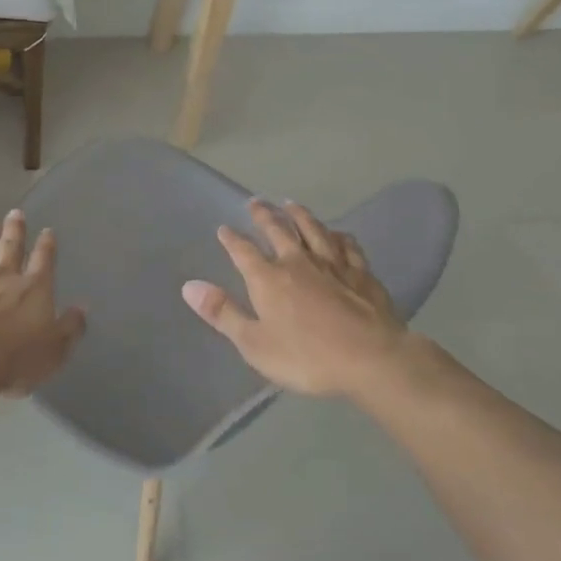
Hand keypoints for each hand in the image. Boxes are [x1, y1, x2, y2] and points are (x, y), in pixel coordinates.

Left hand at [0, 210, 85, 395]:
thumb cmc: (14, 359)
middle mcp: (2, 277)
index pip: (43, 261)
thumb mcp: (54, 350)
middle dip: (15, 230)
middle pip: (10, 248)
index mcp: (32, 289)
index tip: (47, 231)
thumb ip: (70, 327)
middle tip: (16, 212)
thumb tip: (82, 307)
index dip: (47, 246)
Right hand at [183, 199, 406, 399]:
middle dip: (264, 215)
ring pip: (313, 230)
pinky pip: (347, 246)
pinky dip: (339, 236)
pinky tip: (337, 233)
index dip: (231, 239)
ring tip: (290, 204)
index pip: (243, 251)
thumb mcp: (255, 344)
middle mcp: (298, 261)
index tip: (224, 228)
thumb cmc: (307, 356)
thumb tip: (189, 286)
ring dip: (299, 215)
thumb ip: (223, 313)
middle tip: (255, 202)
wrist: (371, 358)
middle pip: (278, 230)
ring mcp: (332, 264)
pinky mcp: (361, 273)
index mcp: (268, 278)